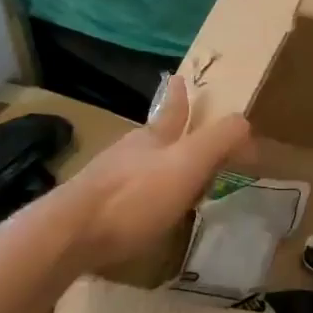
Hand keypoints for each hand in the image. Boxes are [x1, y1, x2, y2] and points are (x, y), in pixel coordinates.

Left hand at [63, 75, 250, 269]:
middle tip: (179, 130)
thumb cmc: (136, 195)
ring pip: (136, 165)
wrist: (69, 234)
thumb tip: (244, 120)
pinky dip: (139, 196)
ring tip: (168, 175)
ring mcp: (105, 180)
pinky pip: (124, 196)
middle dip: (167, 132)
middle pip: (151, 137)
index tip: (177, 78)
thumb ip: (218, 141)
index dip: (179, 97)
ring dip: (153, 166)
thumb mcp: (188, 164)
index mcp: (153, 138)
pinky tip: (142, 212)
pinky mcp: (92, 210)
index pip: (171, 111)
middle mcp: (127, 153)